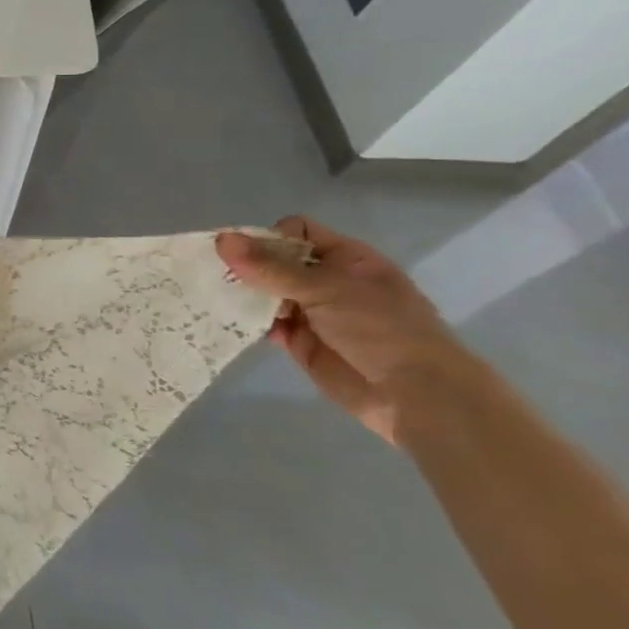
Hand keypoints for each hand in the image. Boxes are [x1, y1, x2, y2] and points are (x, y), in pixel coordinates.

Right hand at [216, 217, 477, 443]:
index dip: (267, 237)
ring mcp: (313, 311)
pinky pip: (264, 323)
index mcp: (345, 258)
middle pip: (274, 260)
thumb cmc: (382, 329)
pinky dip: (245, 320)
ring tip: (211, 295)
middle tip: (212, 274)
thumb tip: (221, 239)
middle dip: (244, 265)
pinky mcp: (299, 340)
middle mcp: (327, 280)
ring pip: (265, 292)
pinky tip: (224, 319)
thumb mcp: (326, 289)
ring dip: (241, 293)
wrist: (417, 396)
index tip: (243, 255)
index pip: (295, 231)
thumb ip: (270, 267)